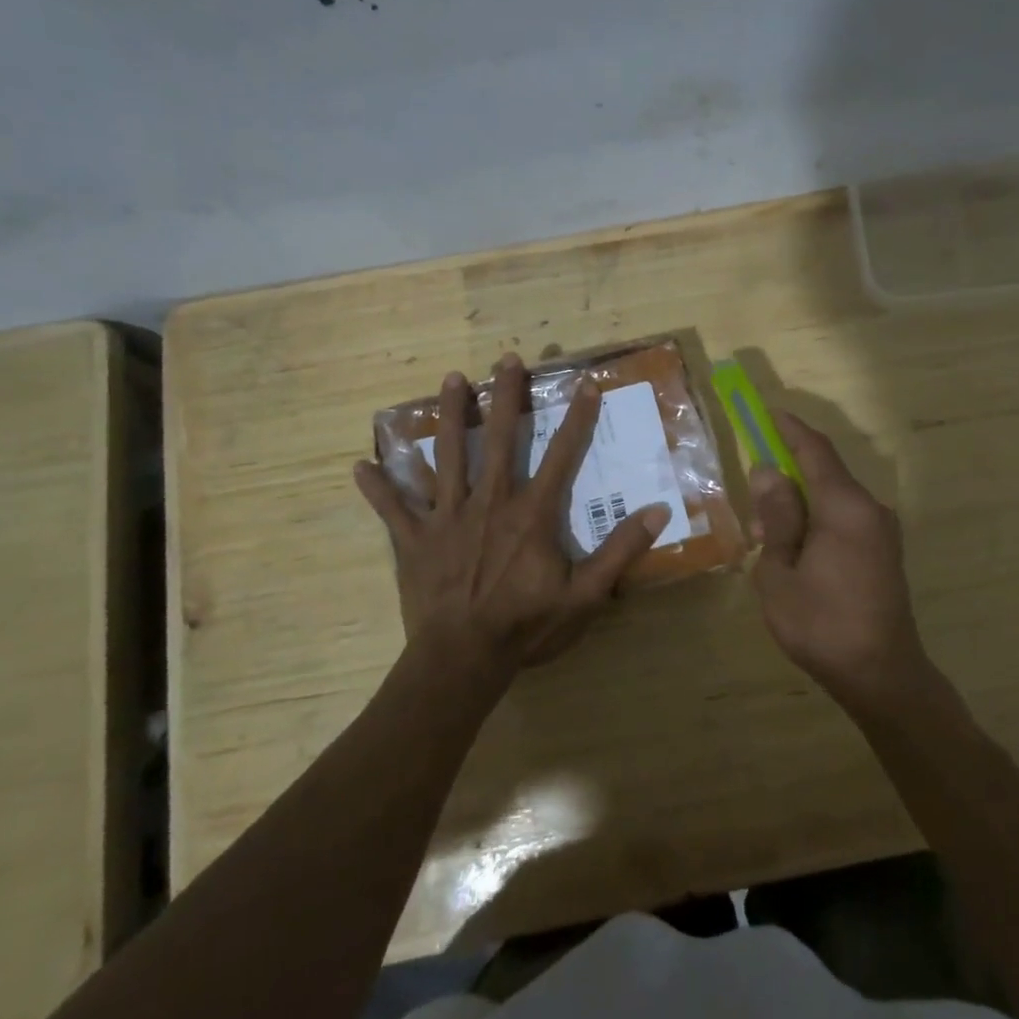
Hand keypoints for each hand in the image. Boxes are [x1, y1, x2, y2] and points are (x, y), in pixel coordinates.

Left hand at [355, 354, 670, 683]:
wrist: (462, 658)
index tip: (585, 385)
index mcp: (531, 514)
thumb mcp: (585, 595)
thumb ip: (621, 551)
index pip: (561, 455)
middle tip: (506, 359)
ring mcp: (446, 517)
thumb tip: (659, 511)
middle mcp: (489, 502)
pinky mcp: (414, 539)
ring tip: (450, 379)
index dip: (577, 419)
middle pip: (498, 439)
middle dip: (505, 397)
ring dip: (448, 416)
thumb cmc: (526, 626)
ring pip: (447, 456)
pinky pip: (393, 508)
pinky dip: (378, 488)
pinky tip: (359, 466)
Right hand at [749, 412, 932, 707]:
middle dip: (786, 480)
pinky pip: (844, 520)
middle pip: (823, 475)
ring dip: (799, 508)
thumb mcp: (780, 571)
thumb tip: (768, 472)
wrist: (882, 676)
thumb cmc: (821, 624)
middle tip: (754, 512)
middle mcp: (870, 509)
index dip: (789, 429)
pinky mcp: (884, 552)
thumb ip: (776, 517)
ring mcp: (881, 531)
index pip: (814, 450)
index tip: (766, 412)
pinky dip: (816, 523)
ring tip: (769, 545)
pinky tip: (796, 554)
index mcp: (845, 507)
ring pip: (832, 500)